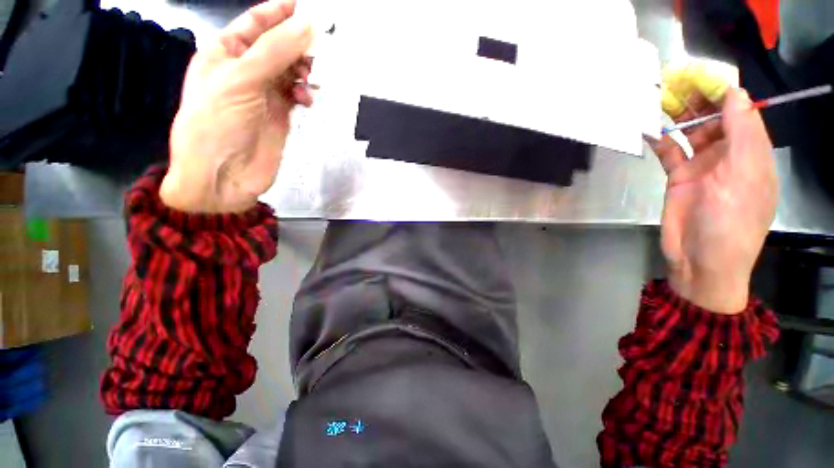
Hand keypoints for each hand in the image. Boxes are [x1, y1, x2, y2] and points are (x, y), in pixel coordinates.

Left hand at [160, 0, 313, 212]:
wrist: (223, 174)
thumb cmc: (217, 123)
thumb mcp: (241, 80)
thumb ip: (275, 52)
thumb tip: (307, 26)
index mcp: (225, 53)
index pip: (255, 23)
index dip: (279, 12)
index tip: (306, 7)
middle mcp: (246, 70)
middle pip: (277, 46)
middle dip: (297, 44)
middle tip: (317, 49)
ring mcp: (264, 94)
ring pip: (291, 71)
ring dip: (303, 70)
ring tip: (311, 77)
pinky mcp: (280, 115)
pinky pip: (296, 94)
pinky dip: (304, 92)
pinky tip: (306, 98)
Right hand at [654, 88, 777, 313]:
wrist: (701, 260)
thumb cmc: (731, 222)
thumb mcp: (743, 175)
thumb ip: (741, 133)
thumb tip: (734, 93)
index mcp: (752, 151)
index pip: (741, 111)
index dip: (722, 91)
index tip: (699, 75)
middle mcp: (729, 154)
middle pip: (713, 118)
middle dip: (696, 100)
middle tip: (671, 84)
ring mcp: (702, 166)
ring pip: (690, 132)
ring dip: (676, 117)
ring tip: (657, 101)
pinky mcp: (679, 177)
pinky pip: (670, 153)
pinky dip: (660, 141)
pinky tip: (648, 131)